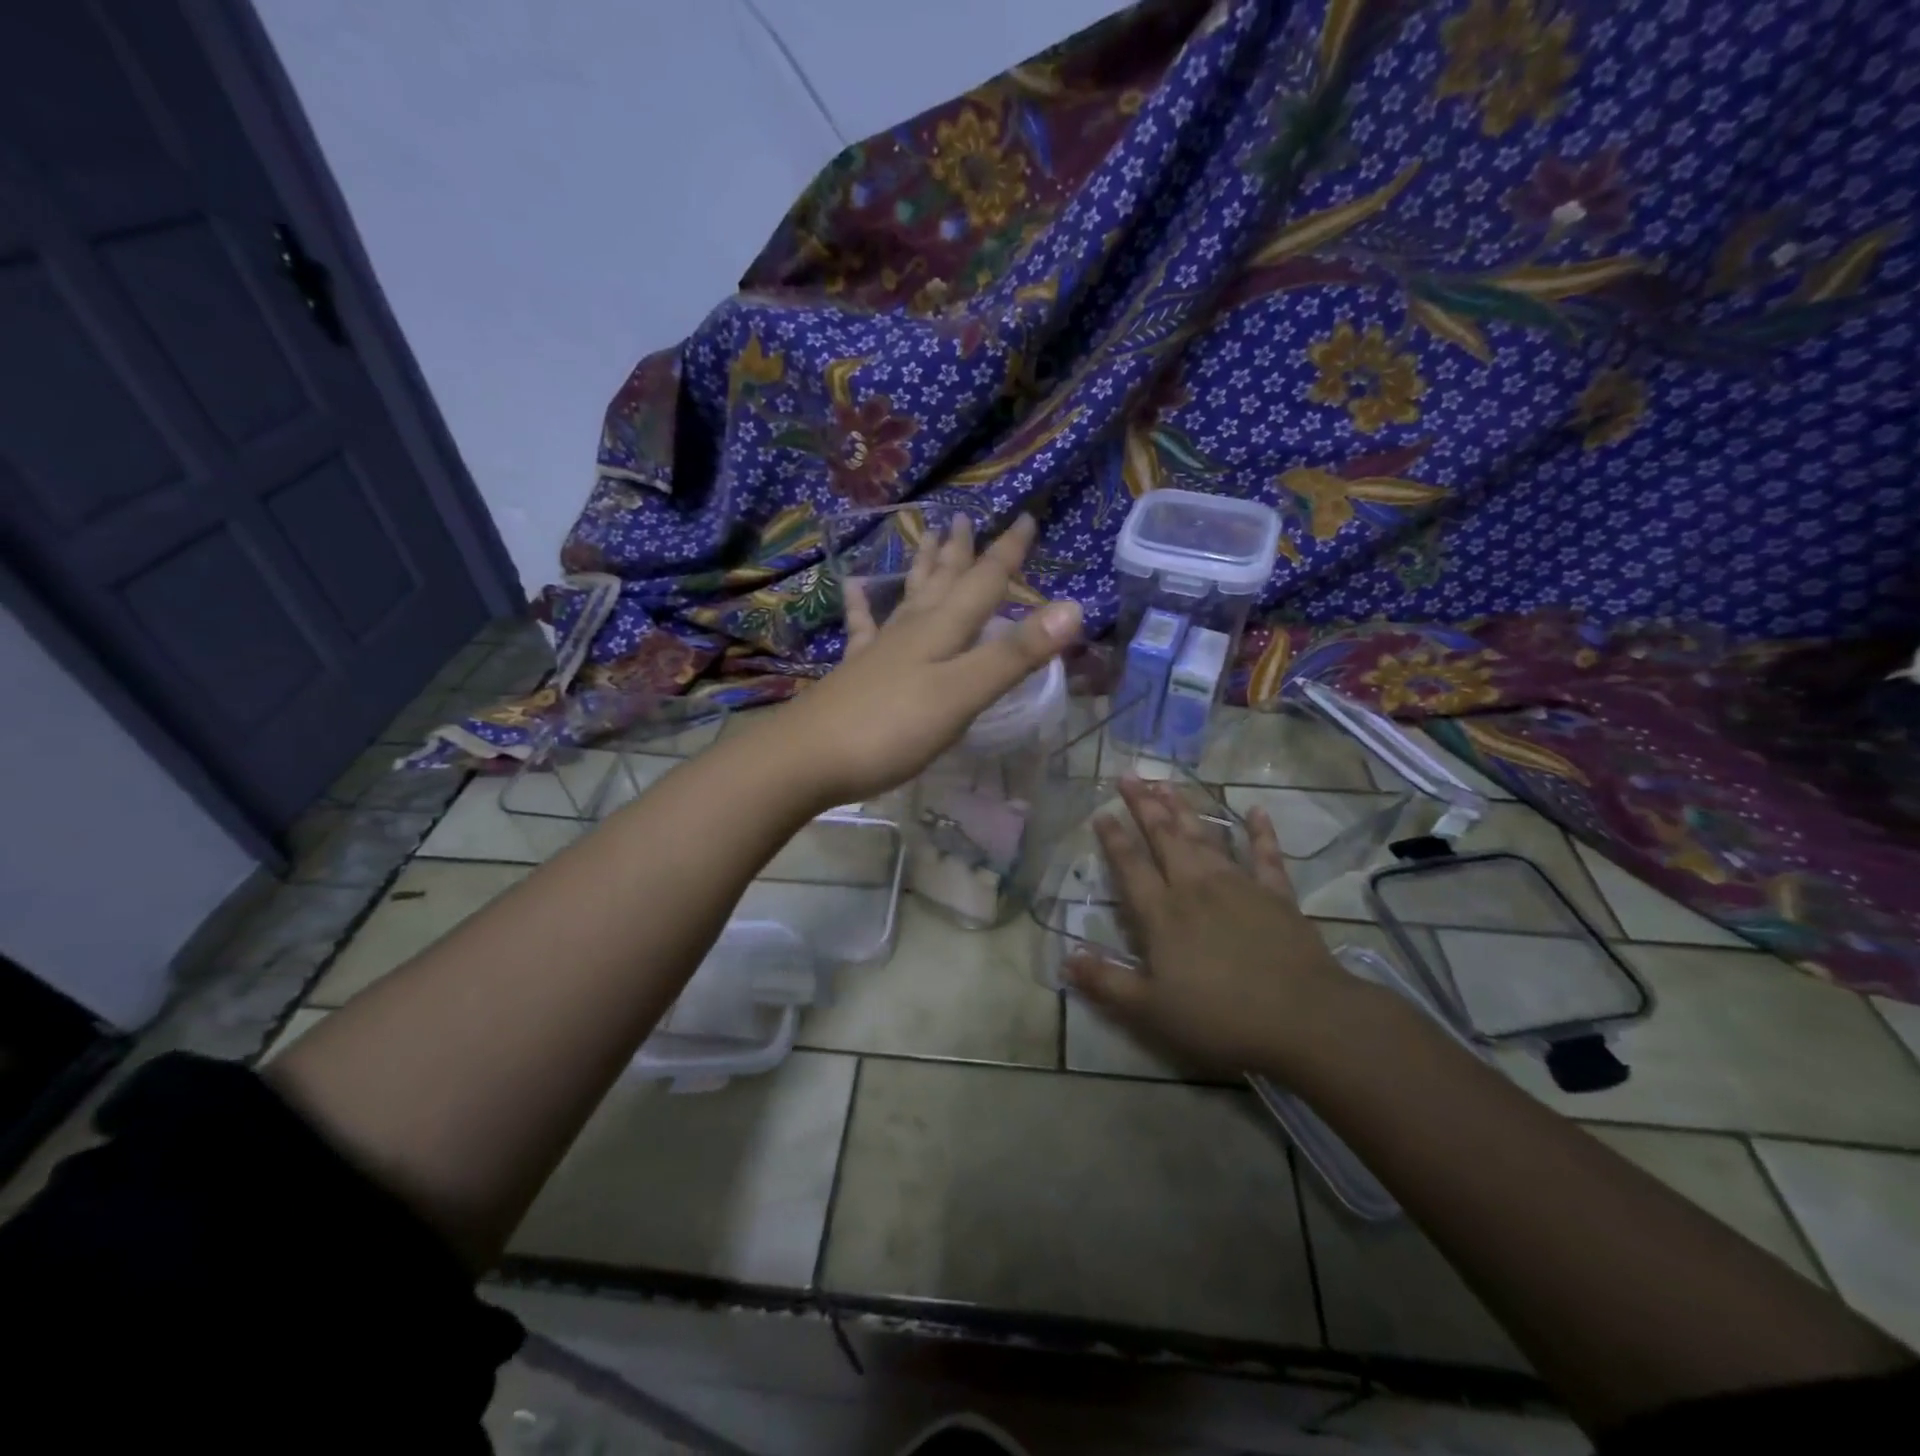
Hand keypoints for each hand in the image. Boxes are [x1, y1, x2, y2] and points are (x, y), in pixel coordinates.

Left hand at [773, 513, 1081, 807]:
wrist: (808, 757)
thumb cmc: (892, 728)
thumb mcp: (963, 694)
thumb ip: (1014, 655)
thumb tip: (1073, 608)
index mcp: (943, 631)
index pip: (984, 582)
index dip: (1007, 553)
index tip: (1025, 517)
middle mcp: (912, 630)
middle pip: (943, 581)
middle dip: (961, 551)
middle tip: (966, 517)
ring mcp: (881, 649)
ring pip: (909, 597)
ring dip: (923, 566)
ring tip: (925, 534)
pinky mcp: (856, 671)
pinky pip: (863, 627)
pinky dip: (862, 603)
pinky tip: (854, 585)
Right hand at [1064, 780, 1358, 1077]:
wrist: (1303, 1017)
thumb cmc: (1220, 1016)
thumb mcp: (1151, 1010)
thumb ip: (1107, 982)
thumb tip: (1065, 959)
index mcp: (1162, 913)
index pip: (1130, 865)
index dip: (1113, 838)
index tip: (1101, 812)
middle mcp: (1195, 887)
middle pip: (1164, 837)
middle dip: (1144, 805)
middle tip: (1129, 776)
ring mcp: (1238, 885)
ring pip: (1205, 836)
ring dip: (1184, 808)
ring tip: (1168, 783)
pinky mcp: (1276, 894)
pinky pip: (1265, 855)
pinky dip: (1260, 832)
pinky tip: (1256, 810)